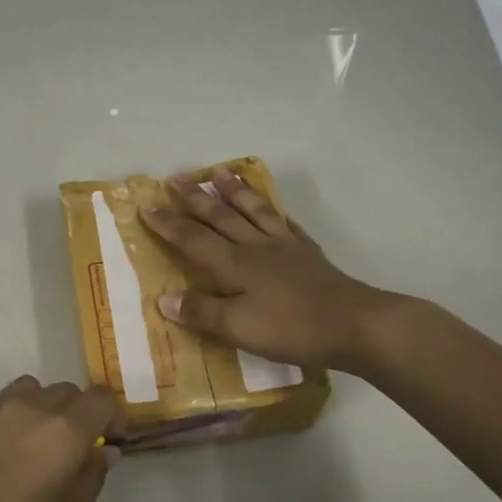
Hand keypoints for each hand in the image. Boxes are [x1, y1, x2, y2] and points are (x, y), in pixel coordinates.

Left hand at [0, 377, 122, 501]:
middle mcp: (33, 408)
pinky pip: (9, 401)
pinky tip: (13, 452)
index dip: (113, 418)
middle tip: (78, 451)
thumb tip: (102, 451)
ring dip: (50, 409)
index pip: (102, 399)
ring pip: (38, 390)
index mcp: (64, 431)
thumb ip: (92, 478)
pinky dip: (22, 414)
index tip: (111, 444)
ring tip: (44, 445)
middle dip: (83, 415)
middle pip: (70, 392)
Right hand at [139, 167, 401, 371]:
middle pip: (220, 217)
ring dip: (233, 192)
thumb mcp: (238, 327)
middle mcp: (255, 247)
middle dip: (194, 198)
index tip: (147, 204)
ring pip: (253, 211)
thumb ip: (201, 311)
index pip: (193, 239)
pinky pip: (285, 224)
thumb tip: (163, 298)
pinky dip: (274, 211)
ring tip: (219, 172)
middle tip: (176, 176)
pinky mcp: (308, 253)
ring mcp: (285, 247)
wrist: (354, 324)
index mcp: (234, 264)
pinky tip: (273, 208)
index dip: (168, 223)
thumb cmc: (291, 328)